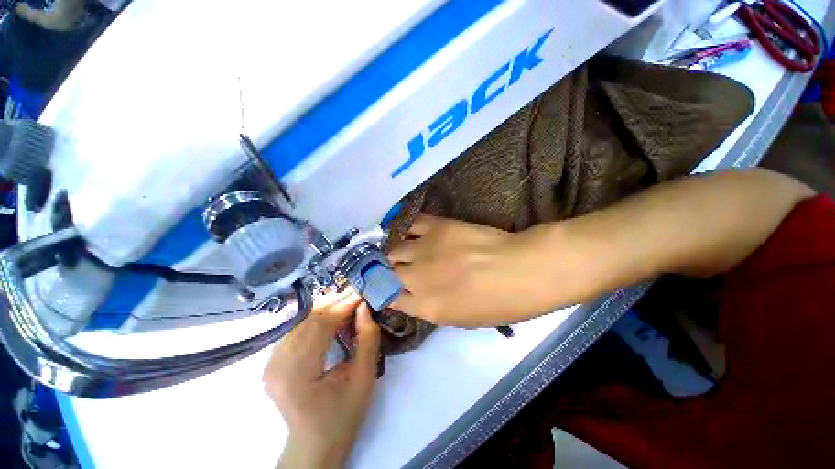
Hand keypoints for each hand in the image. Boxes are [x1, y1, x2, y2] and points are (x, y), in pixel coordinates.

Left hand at [264, 292, 380, 468]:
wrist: (315, 443)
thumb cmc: (343, 414)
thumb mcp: (364, 377)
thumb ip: (367, 339)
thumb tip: (364, 307)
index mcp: (297, 374)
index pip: (320, 327)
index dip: (343, 307)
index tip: (361, 295)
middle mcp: (277, 366)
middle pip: (307, 321)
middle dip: (334, 304)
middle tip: (356, 296)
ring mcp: (270, 363)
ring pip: (300, 322)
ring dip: (325, 309)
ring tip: (346, 303)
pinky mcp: (271, 362)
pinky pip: (295, 330)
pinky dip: (314, 319)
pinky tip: (330, 317)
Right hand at [389, 214, 555, 327]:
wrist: (522, 270)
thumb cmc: (499, 303)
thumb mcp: (462, 319)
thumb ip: (432, 307)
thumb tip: (414, 295)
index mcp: (426, 306)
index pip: (389, 298)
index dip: (383, 292)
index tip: (383, 287)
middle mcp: (418, 278)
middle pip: (385, 272)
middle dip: (384, 272)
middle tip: (390, 268)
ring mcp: (425, 249)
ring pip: (393, 249)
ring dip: (393, 252)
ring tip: (400, 250)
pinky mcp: (437, 227)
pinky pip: (411, 224)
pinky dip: (406, 228)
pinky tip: (410, 232)